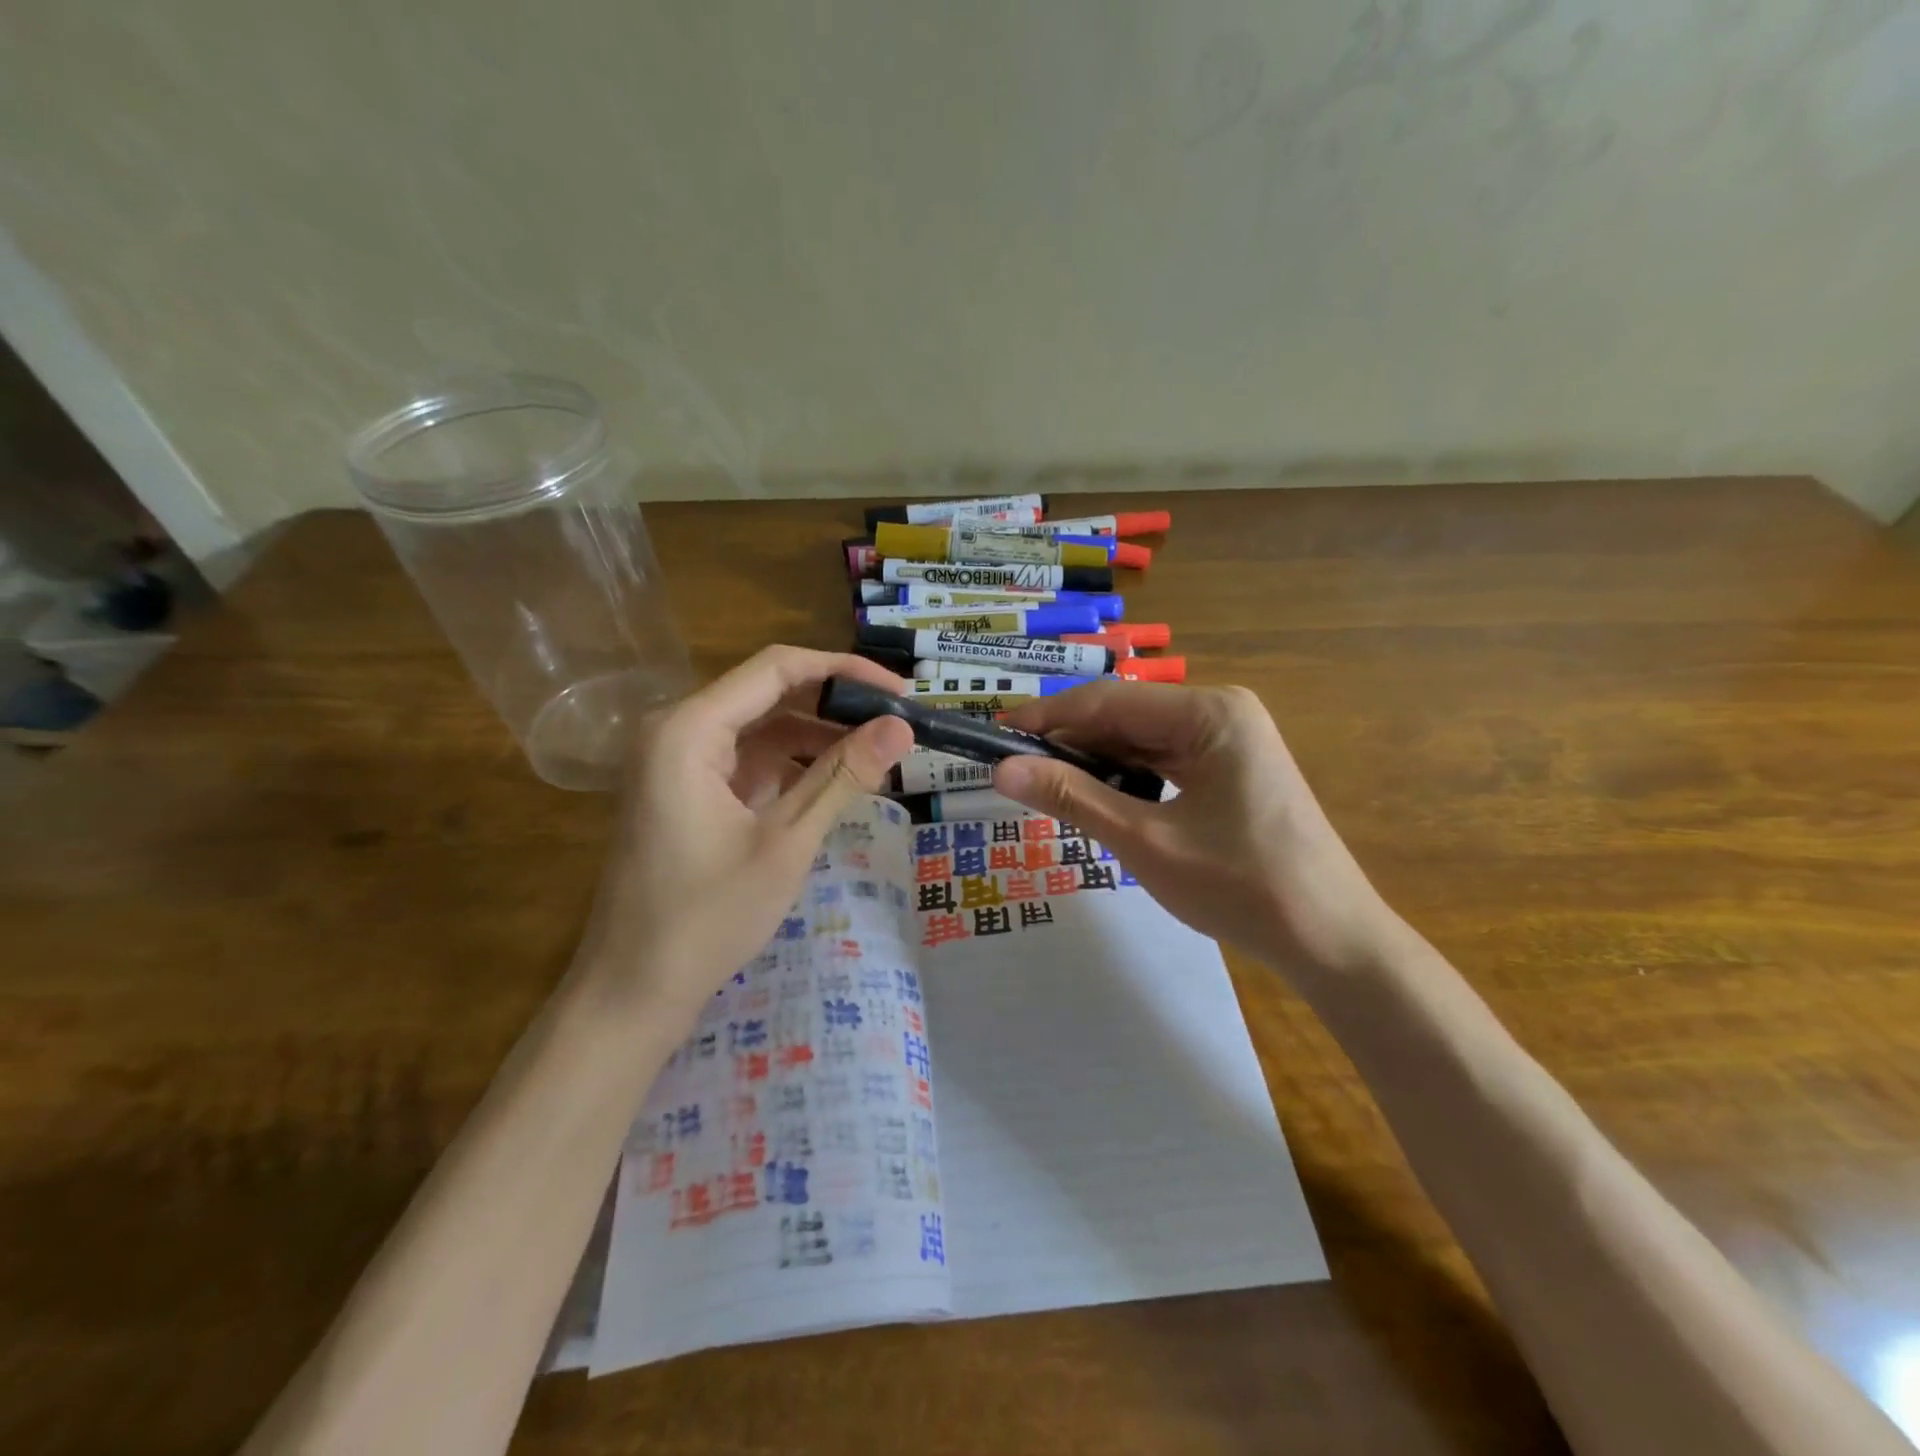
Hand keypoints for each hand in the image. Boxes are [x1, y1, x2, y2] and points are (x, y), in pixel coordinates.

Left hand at [578, 646, 913, 1021]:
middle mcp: (677, 729)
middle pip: (768, 693)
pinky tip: (835, 780)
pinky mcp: (686, 790)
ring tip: (877, 753)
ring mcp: (678, 761)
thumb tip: (903, 727)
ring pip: (761, 726)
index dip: (844, 671)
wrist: (633, 990)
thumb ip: (844, 775)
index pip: (777, 668)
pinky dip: (792, 765)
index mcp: (688, 729)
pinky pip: (748, 759)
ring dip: (817, 735)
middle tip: (897, 723)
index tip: (900, 692)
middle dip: (834, 705)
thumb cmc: (706, 917)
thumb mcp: (786, 842)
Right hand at [993, 681, 1403, 981]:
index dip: (1047, 717)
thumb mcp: (1145, 841)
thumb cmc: (1240, 887)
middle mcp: (1221, 712)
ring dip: (1094, 760)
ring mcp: (1231, 739)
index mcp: (1209, 712)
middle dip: (1069, 742)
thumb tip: (1002, 769)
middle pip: (1125, 716)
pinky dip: (1126, 776)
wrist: (1330, 941)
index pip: (1108, 701)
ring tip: (1043, 785)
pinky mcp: (1232, 768)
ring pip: (1142, 739)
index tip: (995, 734)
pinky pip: (1164, 759)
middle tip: (1012, 768)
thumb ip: (1072, 798)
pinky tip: (1096, 797)